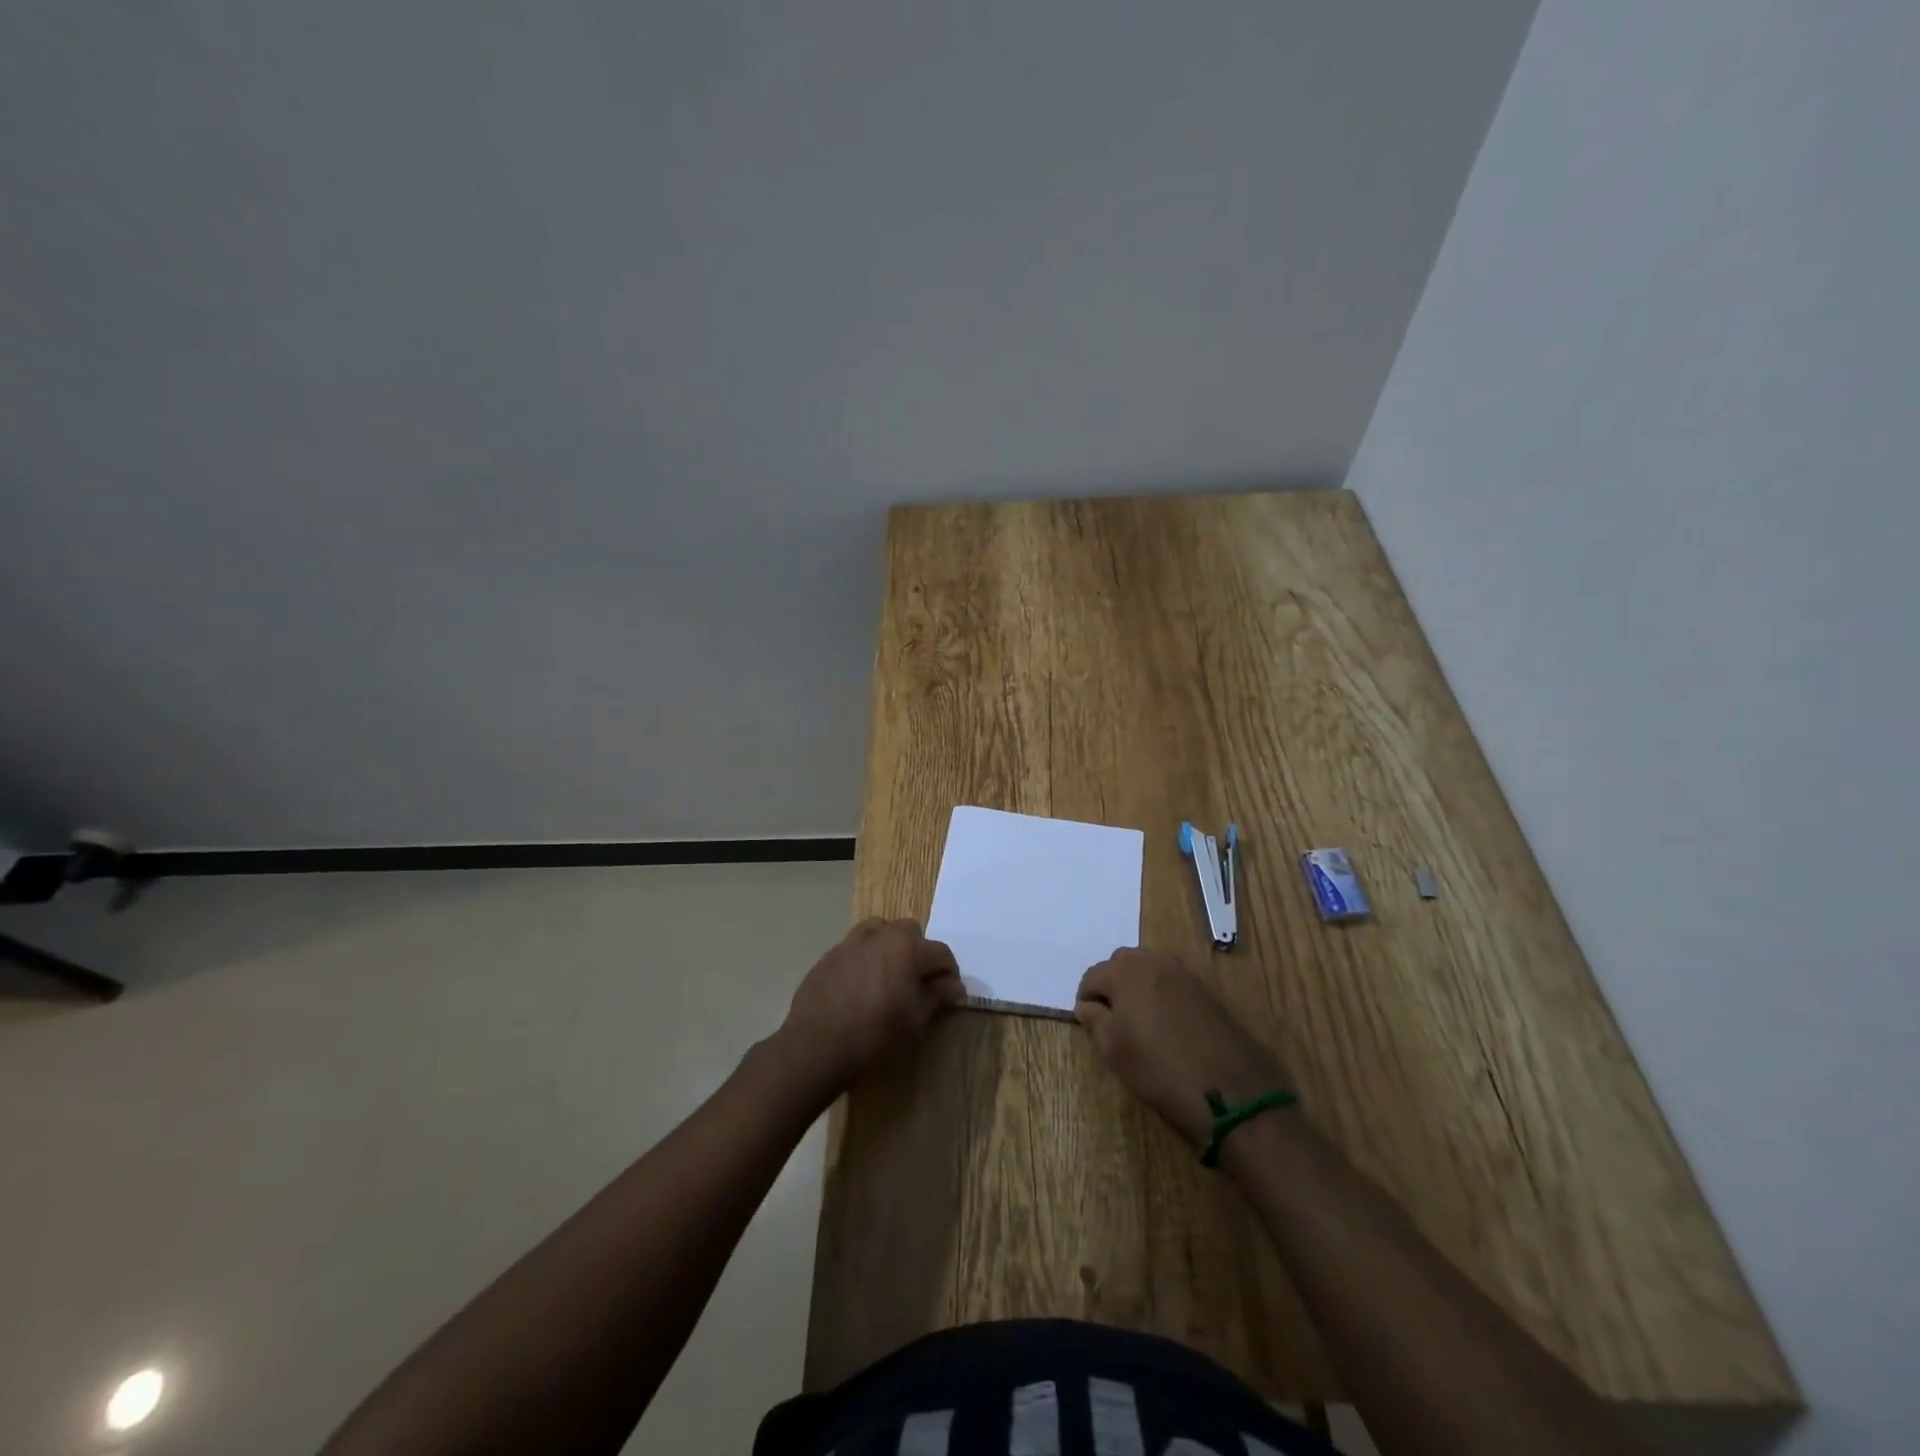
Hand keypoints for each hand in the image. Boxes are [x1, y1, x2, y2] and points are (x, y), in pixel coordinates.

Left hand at [777, 918, 964, 1094]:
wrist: (816, 1046)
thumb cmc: (875, 1035)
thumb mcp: (915, 1021)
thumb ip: (937, 996)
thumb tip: (953, 986)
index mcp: (907, 947)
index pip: (941, 953)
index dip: (950, 974)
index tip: (950, 995)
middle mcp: (880, 934)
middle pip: (910, 932)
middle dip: (919, 953)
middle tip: (917, 982)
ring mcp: (851, 942)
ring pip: (880, 932)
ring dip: (890, 948)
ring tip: (888, 976)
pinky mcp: (829, 955)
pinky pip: (856, 947)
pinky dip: (865, 958)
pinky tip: (860, 986)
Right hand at [1076, 948, 1291, 1147]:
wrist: (1231, 1092)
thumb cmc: (1160, 1069)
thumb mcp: (1114, 1050)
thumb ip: (1094, 1021)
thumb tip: (1087, 1006)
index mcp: (1126, 971)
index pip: (1092, 976)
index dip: (1087, 1001)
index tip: (1090, 1025)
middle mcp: (1155, 961)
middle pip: (1121, 964)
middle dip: (1112, 986)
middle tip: (1114, 1022)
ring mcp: (1185, 973)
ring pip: (1150, 969)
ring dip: (1139, 987)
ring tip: (1140, 1023)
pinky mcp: (1207, 989)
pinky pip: (1173, 982)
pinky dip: (1163, 995)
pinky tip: (1167, 1025)